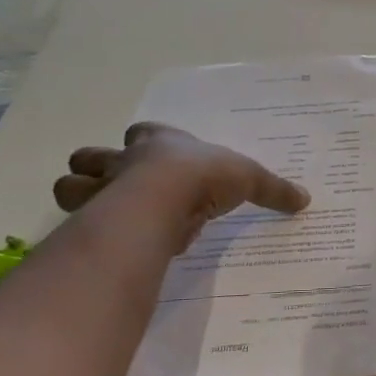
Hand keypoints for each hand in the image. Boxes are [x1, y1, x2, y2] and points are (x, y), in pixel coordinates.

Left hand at [54, 123, 309, 248]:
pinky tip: (106, 243)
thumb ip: (273, 189)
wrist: (165, 197)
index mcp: (160, 142)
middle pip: (93, 156)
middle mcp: (125, 161)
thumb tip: (305, 199)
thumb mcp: (249, 178)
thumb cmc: (204, 176)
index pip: (145, 132)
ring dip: (81, 197)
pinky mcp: (92, 220)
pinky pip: (78, 224)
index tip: (158, 157)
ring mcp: (102, 189)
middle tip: (117, 186)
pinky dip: (86, 232)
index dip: (148, 141)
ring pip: (70, 186)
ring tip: (102, 214)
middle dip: (98, 167)